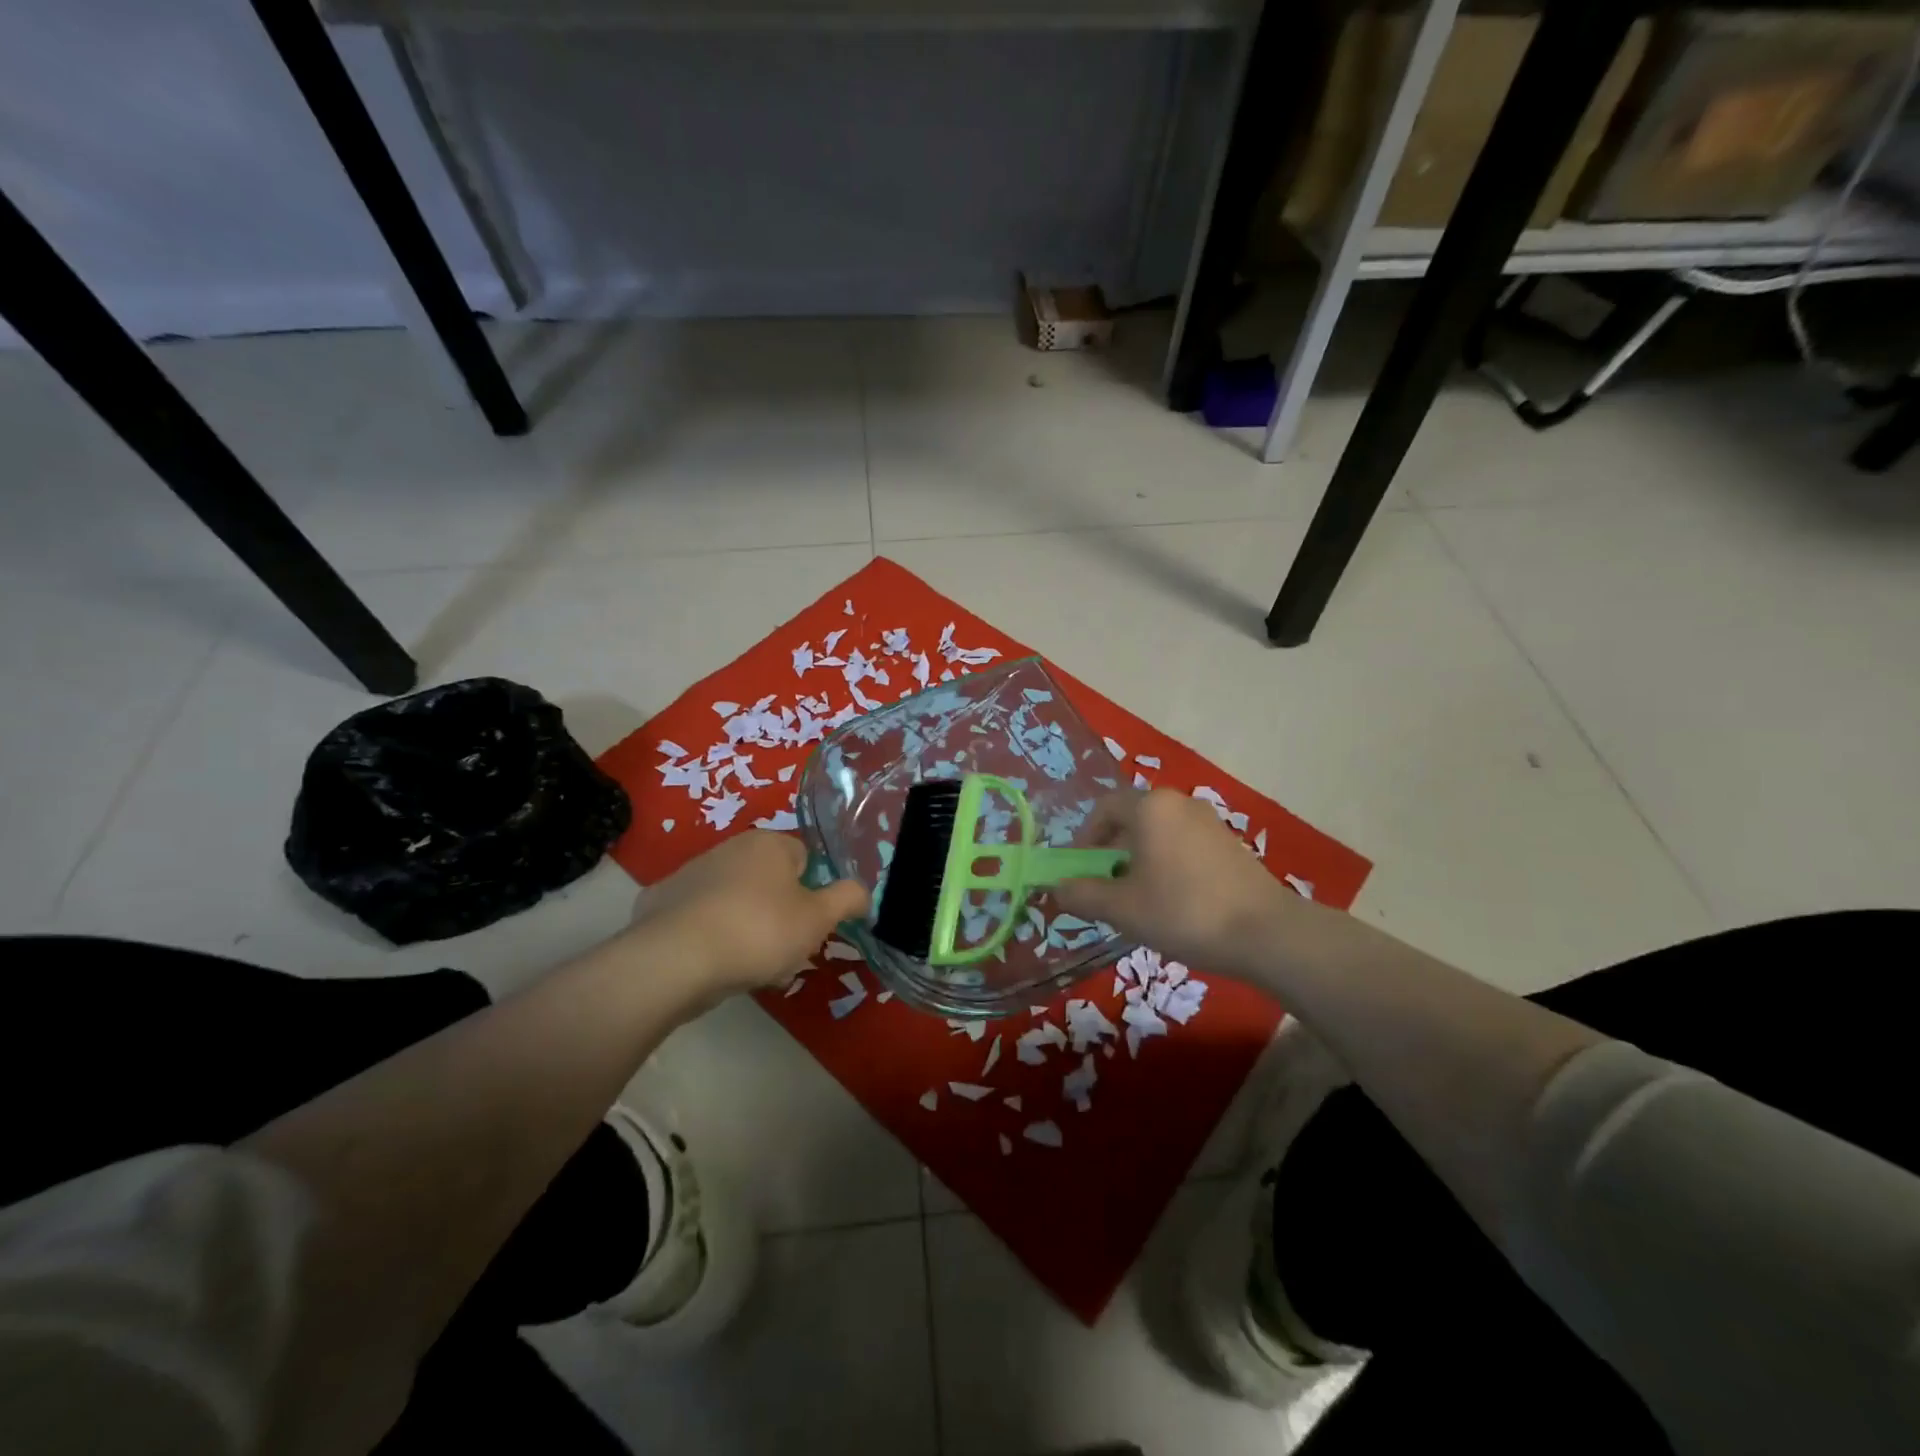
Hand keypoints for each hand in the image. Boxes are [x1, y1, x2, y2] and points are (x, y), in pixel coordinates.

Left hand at [631, 832, 868, 999]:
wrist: (675, 959)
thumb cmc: (759, 930)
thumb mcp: (818, 919)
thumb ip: (848, 899)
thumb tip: (863, 890)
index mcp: (769, 844)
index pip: (805, 858)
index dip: (813, 892)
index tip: (810, 925)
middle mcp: (729, 848)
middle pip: (770, 882)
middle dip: (780, 914)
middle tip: (784, 951)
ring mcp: (690, 873)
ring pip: (736, 901)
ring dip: (747, 927)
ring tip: (749, 967)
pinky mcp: (661, 902)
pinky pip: (700, 918)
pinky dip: (709, 936)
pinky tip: (711, 964)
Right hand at [1052, 790, 1299, 972]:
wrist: (1266, 933)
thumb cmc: (1183, 912)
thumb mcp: (1123, 909)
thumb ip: (1082, 895)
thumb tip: (1056, 889)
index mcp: (1150, 807)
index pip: (1104, 809)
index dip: (1085, 840)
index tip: (1082, 873)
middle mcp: (1179, 803)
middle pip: (1131, 820)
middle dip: (1112, 853)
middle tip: (1108, 890)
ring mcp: (1209, 821)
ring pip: (1159, 833)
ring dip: (1140, 860)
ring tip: (1140, 900)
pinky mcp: (1229, 843)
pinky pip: (1184, 844)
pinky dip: (1168, 864)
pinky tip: (1175, 902)